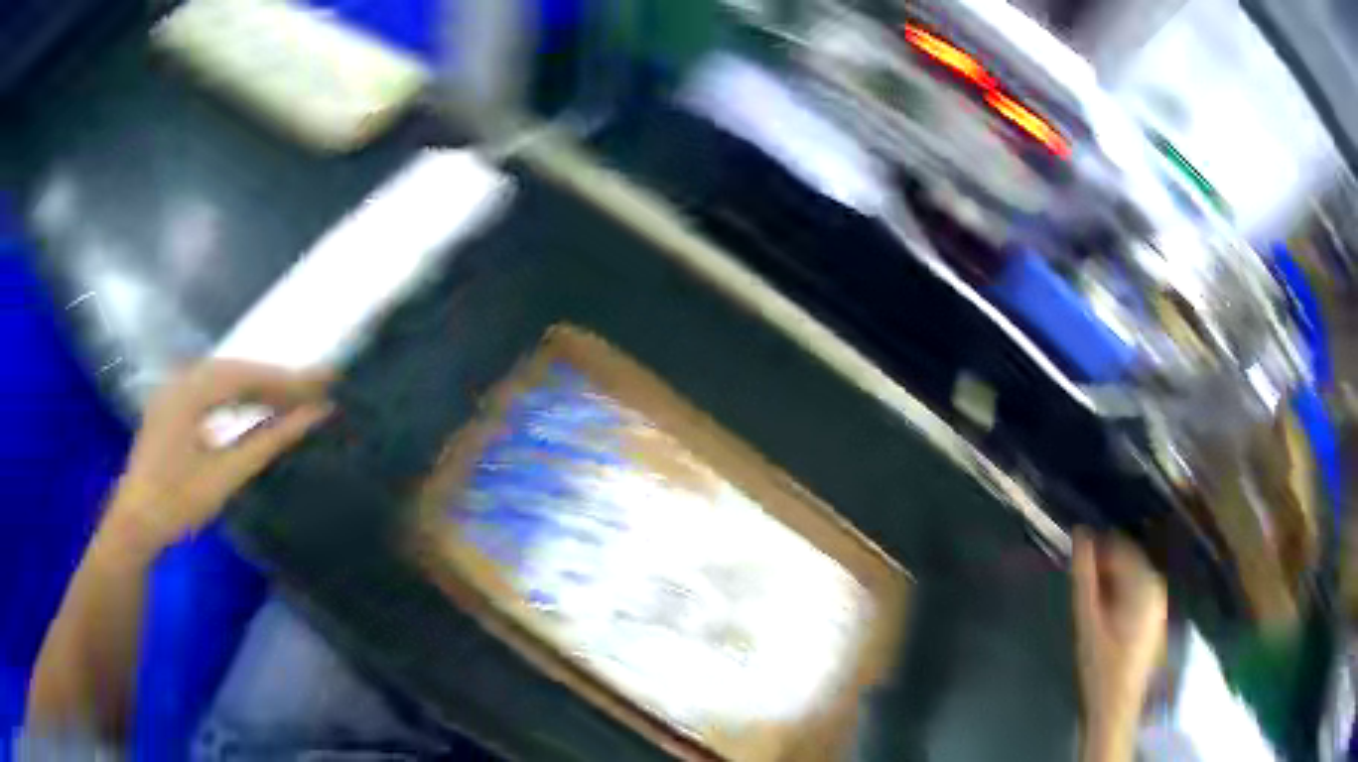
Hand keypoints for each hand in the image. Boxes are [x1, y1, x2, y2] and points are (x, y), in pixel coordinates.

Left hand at [103, 360, 332, 558]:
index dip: (286, 379)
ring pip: (222, 377)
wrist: (135, 524)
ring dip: (255, 386)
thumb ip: (267, 442)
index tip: (322, 383)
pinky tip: (250, 407)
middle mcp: (180, 380)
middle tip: (311, 389)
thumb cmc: (177, 503)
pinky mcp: (170, 407)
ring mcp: (172, 392)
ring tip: (288, 398)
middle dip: (274, 379)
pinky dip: (236, 396)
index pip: (246, 374)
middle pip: (235, 369)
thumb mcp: (225, 476)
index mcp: (190, 391)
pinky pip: (210, 390)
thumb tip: (311, 418)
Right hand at [1073, 530, 1166, 761]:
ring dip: (1110, 581)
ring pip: (1131, 575)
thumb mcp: (1086, 620)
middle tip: (1079, 589)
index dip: (1094, 550)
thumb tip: (1079, 534)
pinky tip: (1105, 616)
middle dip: (1103, 567)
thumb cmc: (1099, 665)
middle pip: (1127, 559)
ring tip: (1090, 604)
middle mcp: (1156, 584)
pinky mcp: (1155, 614)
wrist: (1116, 705)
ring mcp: (1158, 600)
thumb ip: (1083, 576)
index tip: (1072, 562)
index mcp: (1143, 582)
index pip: (1118, 546)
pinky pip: (1137, 589)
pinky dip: (1120, 593)